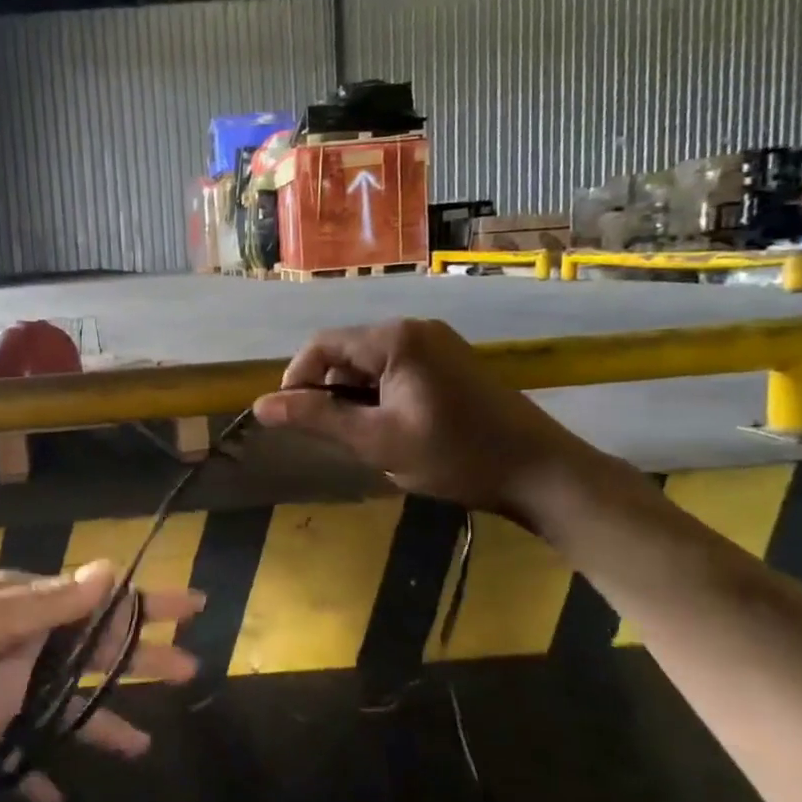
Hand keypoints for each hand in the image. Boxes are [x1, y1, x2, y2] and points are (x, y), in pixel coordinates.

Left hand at [0, 563, 202, 801]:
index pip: (100, 603)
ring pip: (63, 709)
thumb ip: (49, 604)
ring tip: (142, 747)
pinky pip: (16, 756)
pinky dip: (36, 775)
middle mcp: (21, 646)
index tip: (194, 607)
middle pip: (93, 655)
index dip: (148, 604)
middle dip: (140, 661)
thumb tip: (110, 569)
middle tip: (188, 672)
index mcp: (25, 609)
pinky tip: (58, 800)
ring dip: (100, 723)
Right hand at [252, 318, 595, 519]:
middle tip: (331, 436)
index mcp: (395, 339)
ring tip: (362, 437)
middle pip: (345, 352)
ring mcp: (435, 343)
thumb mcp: (377, 441)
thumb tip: (261, 406)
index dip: (296, 380)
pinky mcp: (449, 362)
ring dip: (353, 397)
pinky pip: (394, 370)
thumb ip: (317, 419)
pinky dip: (378, 396)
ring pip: (368, 364)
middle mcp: (413, 329)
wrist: (541, 472)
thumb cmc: (456, 455)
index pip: (322, 346)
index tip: (291, 420)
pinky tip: (389, 428)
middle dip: (327, 391)